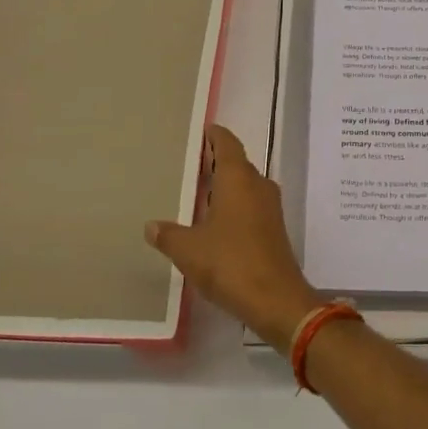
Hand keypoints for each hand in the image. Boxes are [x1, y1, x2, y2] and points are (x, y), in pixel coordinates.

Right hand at [146, 126, 320, 351]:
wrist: (275, 298)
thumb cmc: (230, 263)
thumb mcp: (189, 249)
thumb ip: (168, 235)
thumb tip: (151, 226)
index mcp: (239, 178)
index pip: (227, 144)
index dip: (215, 135)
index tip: (202, 130)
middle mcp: (258, 185)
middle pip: (237, 163)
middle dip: (216, 161)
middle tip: (189, 162)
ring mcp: (269, 207)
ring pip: (245, 185)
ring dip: (225, 185)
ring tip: (197, 191)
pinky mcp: (273, 229)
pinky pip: (250, 205)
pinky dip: (233, 204)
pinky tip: (214, 221)